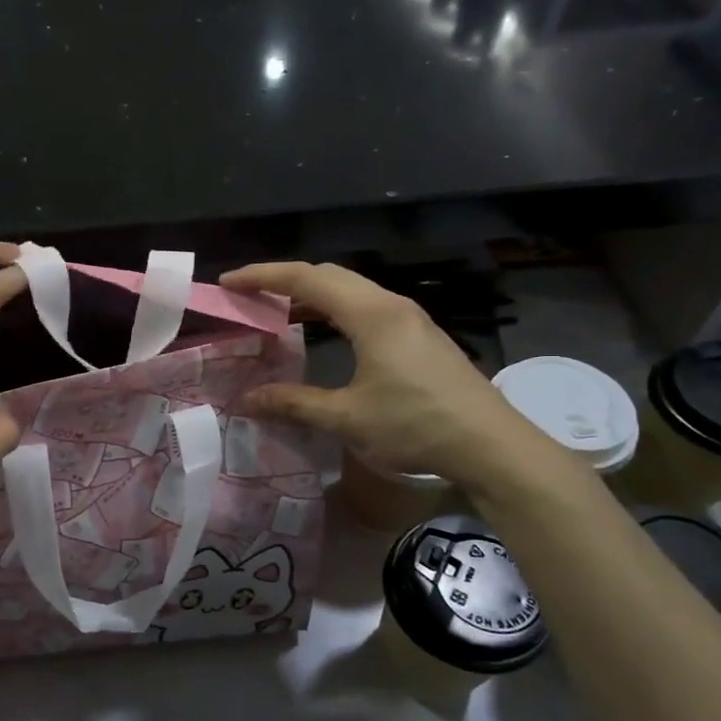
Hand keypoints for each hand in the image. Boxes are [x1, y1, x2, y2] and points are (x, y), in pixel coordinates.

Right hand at [219, 261, 565, 491]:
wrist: (491, 445)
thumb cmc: (416, 426)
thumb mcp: (347, 417)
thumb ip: (294, 403)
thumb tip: (248, 399)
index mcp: (370, 314)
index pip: (306, 278)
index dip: (262, 276)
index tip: (228, 283)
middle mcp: (389, 304)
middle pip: (328, 275)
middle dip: (282, 280)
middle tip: (247, 296)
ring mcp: (409, 317)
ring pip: (349, 290)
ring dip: (310, 295)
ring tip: (275, 312)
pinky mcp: (419, 334)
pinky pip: (364, 306)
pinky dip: (332, 310)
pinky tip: (321, 331)